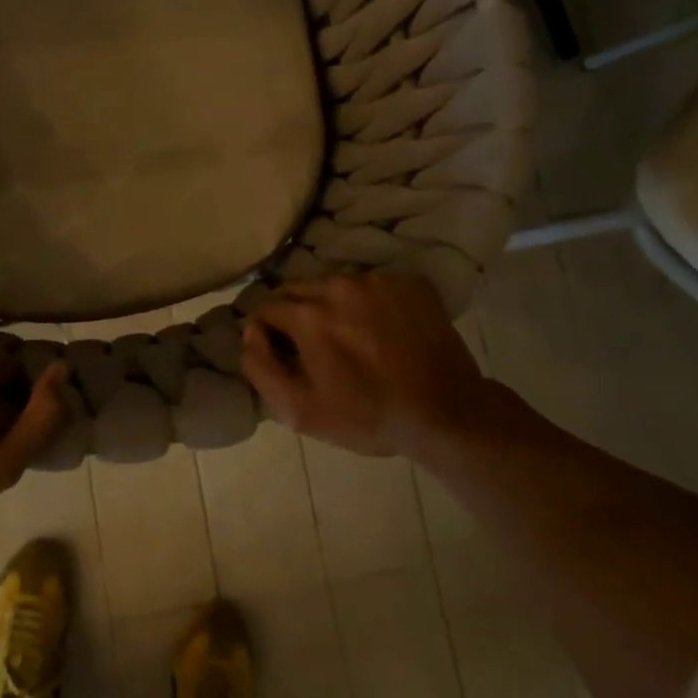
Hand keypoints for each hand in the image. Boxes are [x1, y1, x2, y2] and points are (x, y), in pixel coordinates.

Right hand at [242, 271, 506, 456]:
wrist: (448, 414)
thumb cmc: (368, 416)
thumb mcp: (300, 410)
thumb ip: (260, 367)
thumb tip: (249, 332)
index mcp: (308, 314)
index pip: (265, 307)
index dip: (267, 331)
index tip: (282, 353)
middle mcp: (339, 285)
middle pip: (297, 290)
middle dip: (296, 314)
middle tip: (314, 347)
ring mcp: (378, 281)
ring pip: (334, 285)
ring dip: (332, 306)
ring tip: (351, 338)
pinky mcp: (409, 283)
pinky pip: (372, 286)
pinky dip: (368, 304)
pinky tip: (382, 332)